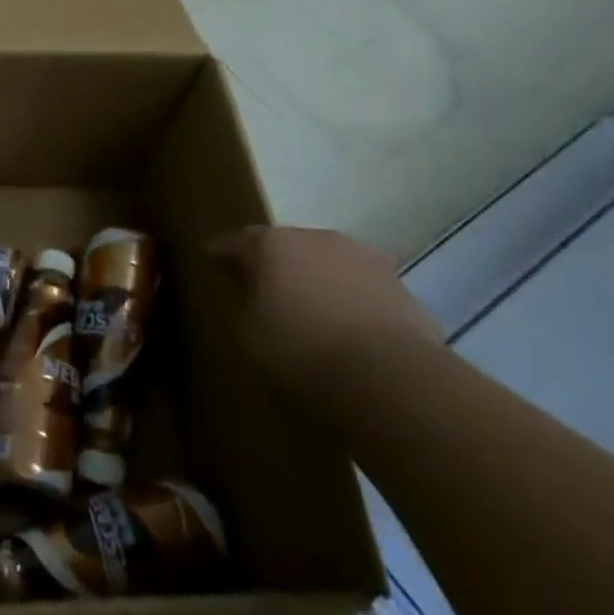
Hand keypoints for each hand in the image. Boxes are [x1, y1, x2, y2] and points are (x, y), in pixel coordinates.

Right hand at [211, 225, 441, 391]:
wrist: (389, 376)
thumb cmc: (300, 350)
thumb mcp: (249, 333)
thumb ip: (248, 305)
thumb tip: (256, 298)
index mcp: (271, 244)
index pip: (237, 242)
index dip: (223, 252)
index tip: (212, 259)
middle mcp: (316, 238)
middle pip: (287, 245)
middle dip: (275, 262)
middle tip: (263, 285)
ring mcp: (364, 258)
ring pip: (329, 263)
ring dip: (317, 278)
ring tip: (311, 307)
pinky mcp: (401, 286)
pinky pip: (362, 289)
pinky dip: (351, 301)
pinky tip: (349, 328)